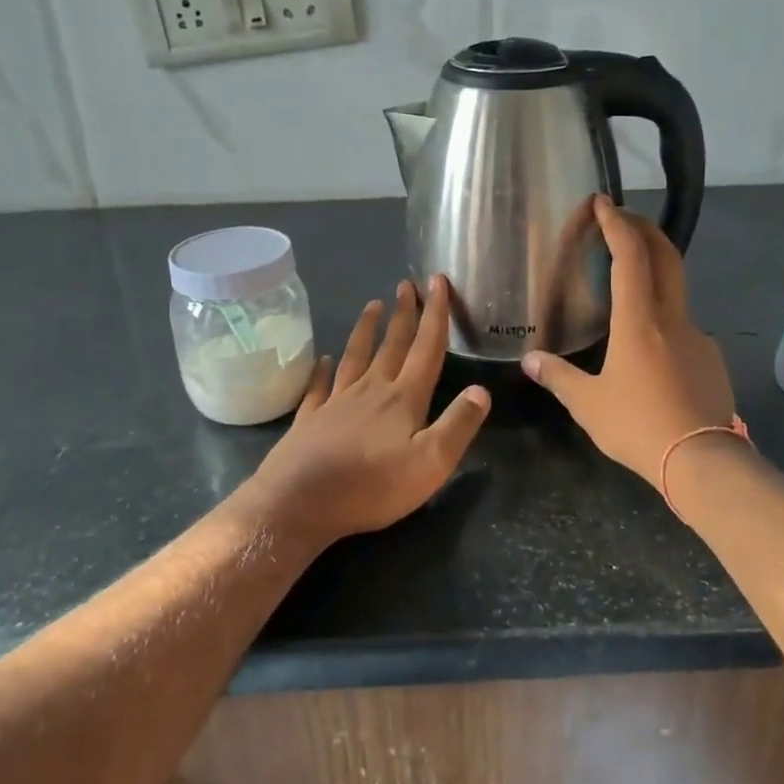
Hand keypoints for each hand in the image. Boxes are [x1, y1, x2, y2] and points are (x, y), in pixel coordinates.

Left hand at [234, 275, 490, 546]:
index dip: (435, 314)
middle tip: (407, 284)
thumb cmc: (372, 486)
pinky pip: (319, 387)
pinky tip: (324, 359)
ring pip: (355, 357)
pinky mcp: (310, 420)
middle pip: (392, 345)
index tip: (437, 281)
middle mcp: (371, 391)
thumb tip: (482, 390)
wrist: (301, 502)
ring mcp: (336, 403)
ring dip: (366, 330)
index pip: (426, 348)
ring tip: (372, 305)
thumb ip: (458, 425)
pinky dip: (323, 370)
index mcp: (403, 399)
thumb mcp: (432, 462)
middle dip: (404, 314)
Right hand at [523, 197, 736, 489]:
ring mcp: (697, 336)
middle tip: (622, 219)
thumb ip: (558, 377)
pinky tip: (651, 348)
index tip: (602, 202)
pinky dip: (664, 318)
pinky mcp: (710, 359)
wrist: (702, 460)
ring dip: (655, 273)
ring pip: (676, 291)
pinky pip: (684, 326)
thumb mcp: (588, 404)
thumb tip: (530, 361)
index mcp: (638, 320)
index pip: (629, 256)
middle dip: (644, 230)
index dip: (616, 224)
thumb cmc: (638, 425)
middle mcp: (671, 318)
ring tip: (630, 285)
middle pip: (665, 257)